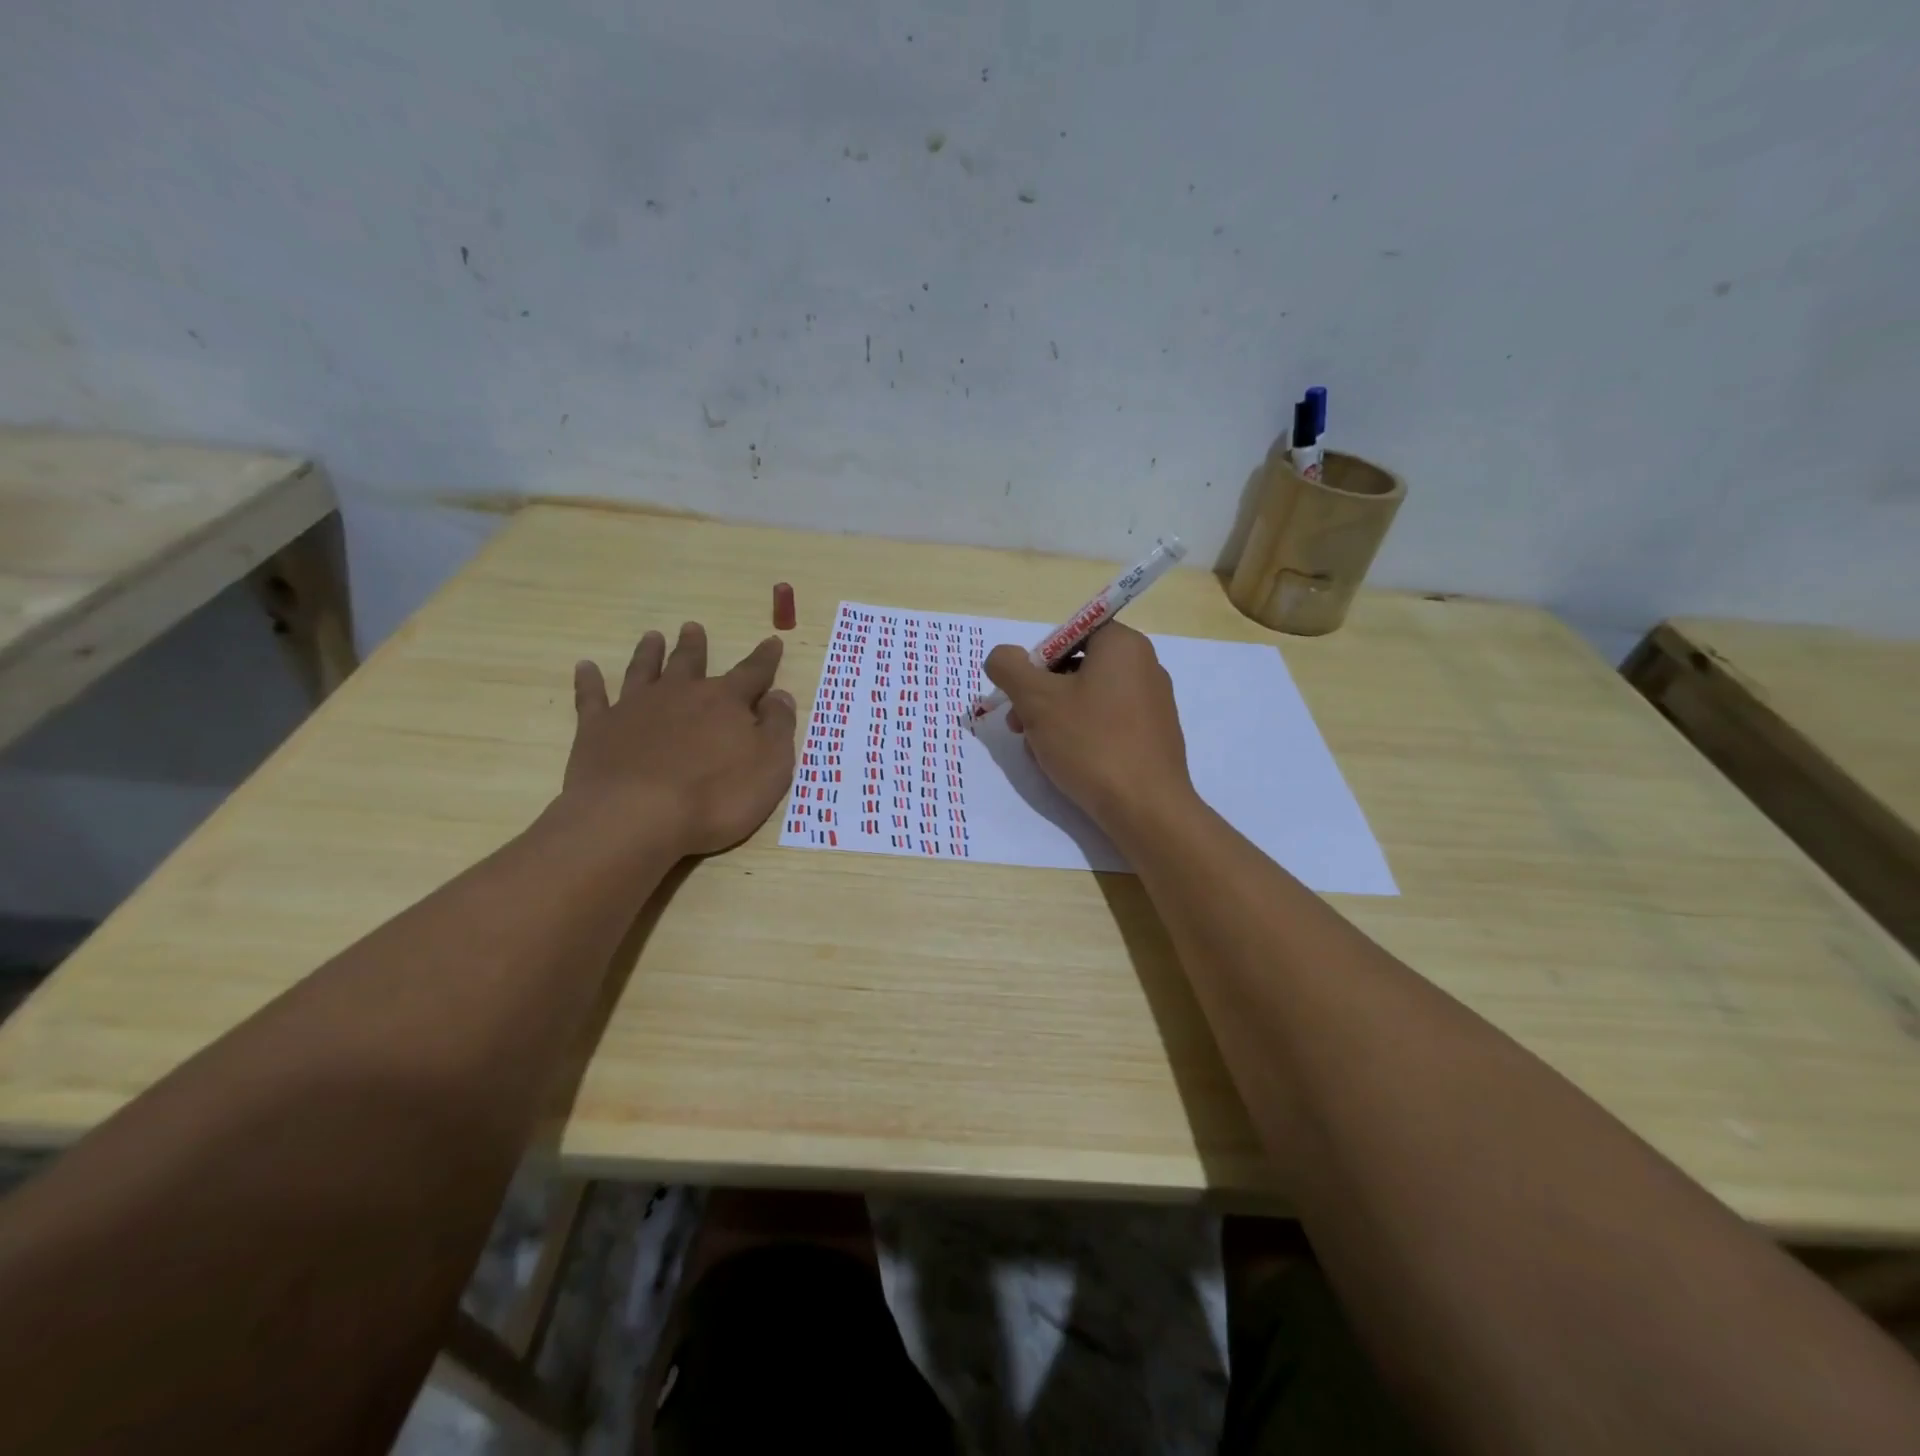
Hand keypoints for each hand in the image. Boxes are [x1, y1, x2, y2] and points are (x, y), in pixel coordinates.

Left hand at [559, 623, 797, 856]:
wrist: (636, 817)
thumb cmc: (715, 797)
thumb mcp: (770, 766)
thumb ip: (778, 727)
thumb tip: (780, 695)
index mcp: (725, 702)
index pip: (752, 673)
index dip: (765, 659)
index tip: (772, 642)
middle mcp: (680, 694)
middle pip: (690, 663)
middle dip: (695, 646)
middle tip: (692, 628)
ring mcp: (635, 709)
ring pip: (644, 671)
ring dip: (649, 653)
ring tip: (652, 637)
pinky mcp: (598, 729)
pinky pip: (593, 698)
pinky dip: (589, 681)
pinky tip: (585, 667)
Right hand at [983, 623, 1194, 831]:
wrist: (1146, 808)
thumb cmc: (1090, 743)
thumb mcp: (1036, 700)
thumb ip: (1009, 668)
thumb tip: (1002, 656)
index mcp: (1123, 645)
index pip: (1069, 634)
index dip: (1037, 660)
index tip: (1021, 693)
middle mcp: (1144, 666)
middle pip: (1076, 667)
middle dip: (1040, 695)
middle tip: (1019, 727)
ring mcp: (1153, 703)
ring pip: (1088, 699)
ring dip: (1055, 719)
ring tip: (1039, 752)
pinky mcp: (1153, 736)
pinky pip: (1107, 723)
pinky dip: (1081, 736)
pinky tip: (1066, 764)